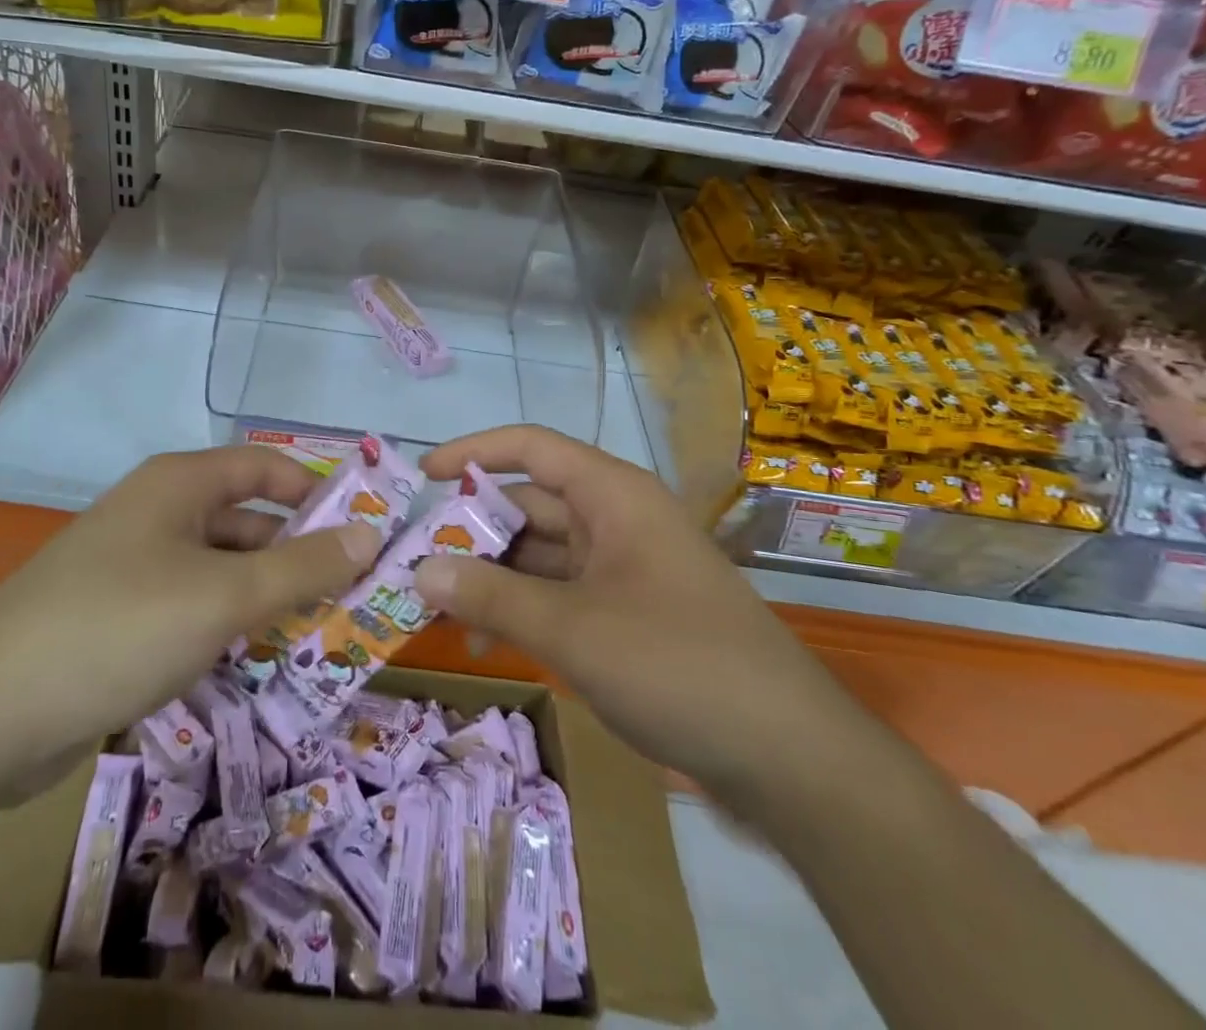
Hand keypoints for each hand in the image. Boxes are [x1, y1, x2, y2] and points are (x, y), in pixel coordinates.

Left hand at [0, 447, 378, 799]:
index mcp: (179, 484)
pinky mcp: (121, 617)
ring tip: (321, 636)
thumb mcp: (224, 596)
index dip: (316, 492)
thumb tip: (371, 536)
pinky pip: (193, 607)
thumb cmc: (120, 627)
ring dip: (267, 598)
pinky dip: (228, 627)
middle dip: (298, 556)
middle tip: (354, 597)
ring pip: (222, 570)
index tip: (363, 531)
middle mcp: (158, 513)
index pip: (266, 468)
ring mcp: (136, 566)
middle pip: (247, 521)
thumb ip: (303, 568)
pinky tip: (258, 663)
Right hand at [413, 426, 857, 801]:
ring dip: (493, 576)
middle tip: (416, 559)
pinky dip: (522, 608)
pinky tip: (486, 642)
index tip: (423, 476)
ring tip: (438, 607)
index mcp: (612, 495)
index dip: (473, 452)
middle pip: (530, 503)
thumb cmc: (677, 665)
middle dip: (474, 529)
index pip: (530, 447)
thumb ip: (491, 595)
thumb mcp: (572, 629)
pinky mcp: (630, 612)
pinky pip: (561, 593)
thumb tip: (421, 569)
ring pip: (542, 553)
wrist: (789, 758)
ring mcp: (625, 567)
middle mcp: (617, 519)